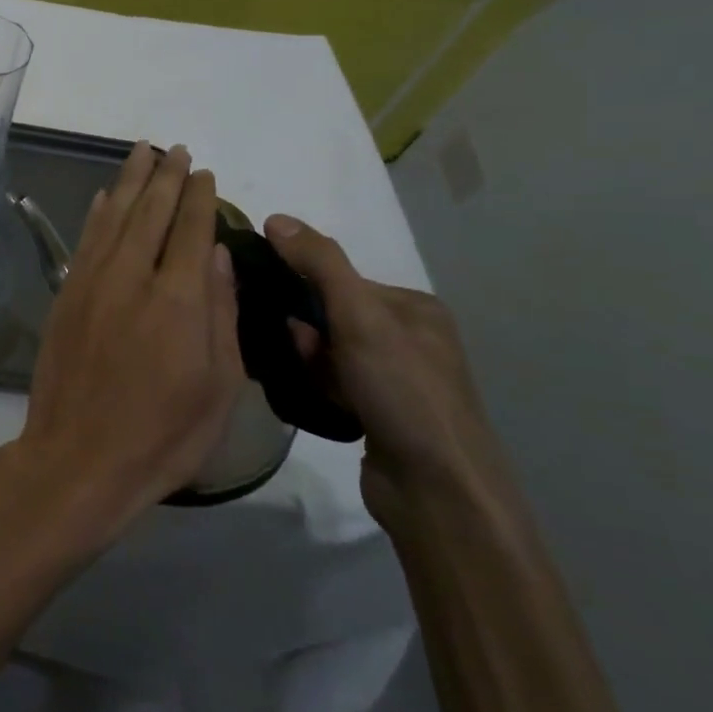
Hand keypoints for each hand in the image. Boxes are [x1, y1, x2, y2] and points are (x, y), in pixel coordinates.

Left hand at [0, 143, 245, 552]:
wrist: (79, 457)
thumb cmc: (162, 434)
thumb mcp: (218, 387)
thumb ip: (221, 312)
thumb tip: (218, 253)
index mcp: (179, 299)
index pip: (192, 229)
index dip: (200, 197)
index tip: (205, 173)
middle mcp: (133, 276)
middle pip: (152, 211)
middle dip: (167, 176)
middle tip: (177, 150)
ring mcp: (93, 281)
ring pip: (115, 215)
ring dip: (131, 180)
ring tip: (142, 152)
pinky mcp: (66, 294)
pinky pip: (85, 239)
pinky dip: (99, 212)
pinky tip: (106, 196)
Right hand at [264, 215, 503, 526]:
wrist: (438, 493)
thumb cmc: (403, 392)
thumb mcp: (360, 318)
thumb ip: (320, 265)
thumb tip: (276, 218)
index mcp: (414, 309)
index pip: (342, 280)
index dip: (304, 287)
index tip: (274, 302)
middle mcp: (409, 339)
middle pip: (332, 314)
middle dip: (306, 329)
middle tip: (296, 349)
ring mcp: (396, 380)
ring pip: (329, 351)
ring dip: (309, 359)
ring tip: (304, 378)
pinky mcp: (380, 414)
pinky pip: (333, 382)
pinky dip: (317, 385)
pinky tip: (312, 397)